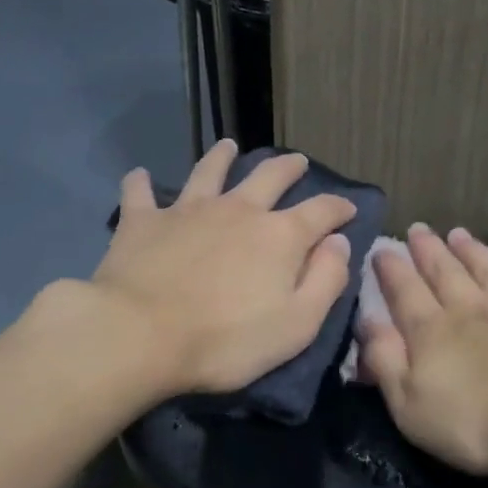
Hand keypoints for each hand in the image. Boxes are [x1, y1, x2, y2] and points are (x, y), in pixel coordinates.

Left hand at [92, 140, 356, 394]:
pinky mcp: (142, 221)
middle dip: (288, 167)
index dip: (339, 207)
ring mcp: (187, 210)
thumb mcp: (297, 324)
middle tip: (297, 161)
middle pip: (269, 177)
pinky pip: (140, 193)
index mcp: (280, 236)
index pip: (321, 211)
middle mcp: (238, 210)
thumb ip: (326, 280)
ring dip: (221, 157)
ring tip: (228, 146)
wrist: (140, 336)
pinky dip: (141, 182)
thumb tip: (339, 242)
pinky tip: (139, 175)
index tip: (348, 208)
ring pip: (209, 172)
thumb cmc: (227, 341)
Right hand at [358, 223, 487, 476]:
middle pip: (445, 273)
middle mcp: (472, 310)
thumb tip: (366, 321)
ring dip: (473, 251)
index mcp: (432, 331)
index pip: (405, 291)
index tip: (382, 247)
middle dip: (428, 250)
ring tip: (459, 233)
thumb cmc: (476, 424)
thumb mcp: (409, 404)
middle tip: (418, 228)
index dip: (391, 269)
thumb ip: (385, 360)